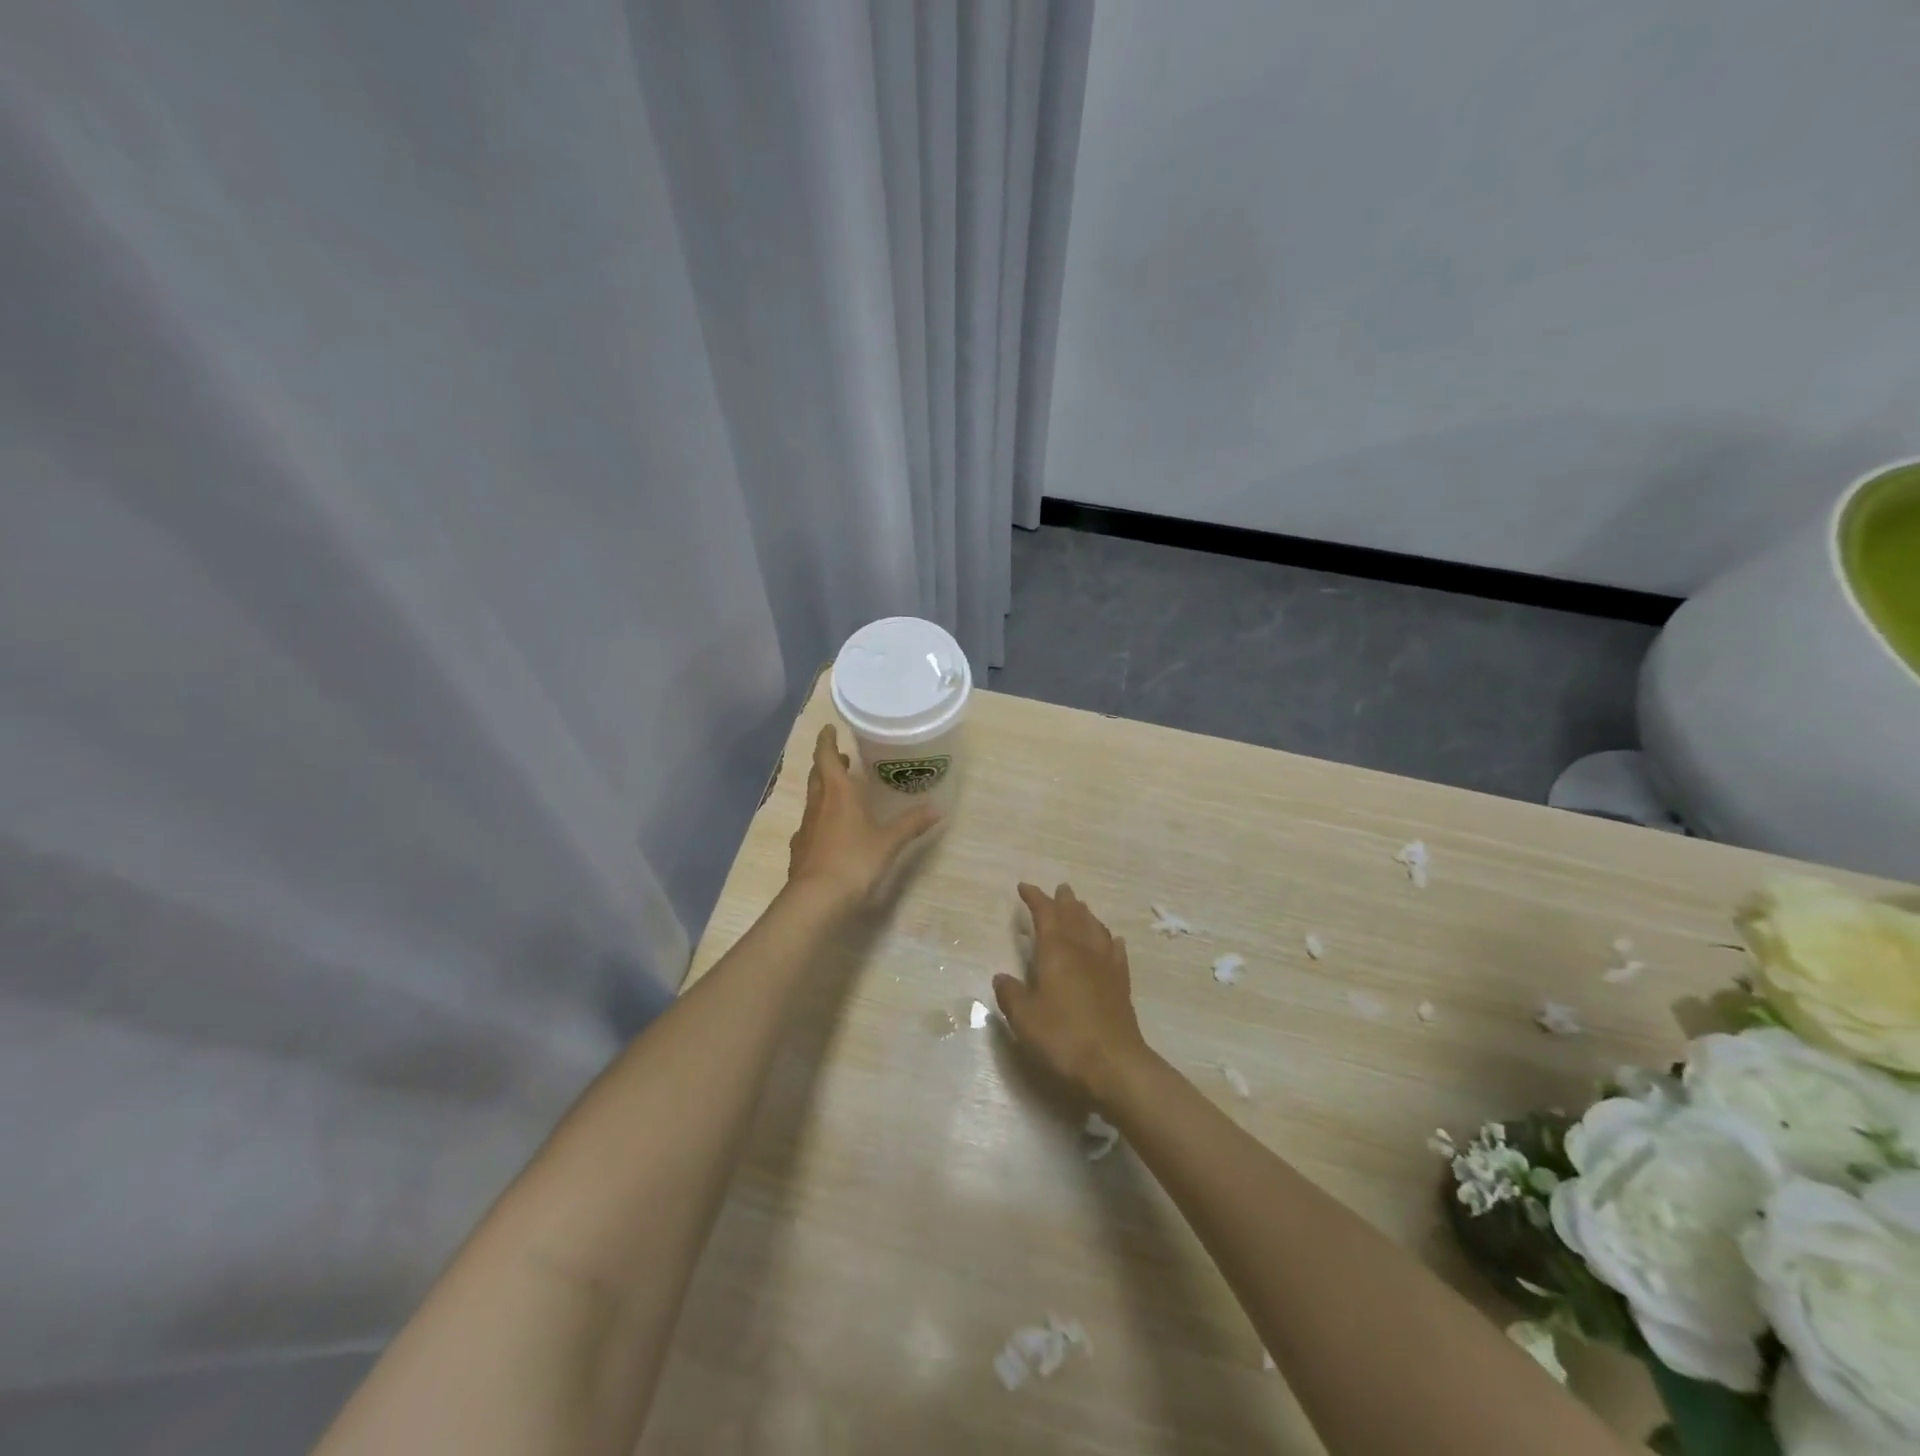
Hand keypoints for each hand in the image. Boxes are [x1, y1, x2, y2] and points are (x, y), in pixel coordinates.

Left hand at [786, 724, 939, 905]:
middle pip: (818, 776)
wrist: (816, 900)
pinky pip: (810, 825)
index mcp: (838, 794)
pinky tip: (830, 830)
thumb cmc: (854, 861)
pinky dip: (820, 818)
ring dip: (824, 790)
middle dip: (828, 764)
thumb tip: (937, 809)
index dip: (826, 741)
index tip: (828, 729)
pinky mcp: (800, 850)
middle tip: (841, 757)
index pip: (826, 757)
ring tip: (840, 791)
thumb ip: (911, 824)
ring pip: (813, 799)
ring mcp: (806, 828)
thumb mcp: (889, 842)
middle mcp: (818, 805)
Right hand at [993, 883, 1154, 1106]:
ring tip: (1080, 908)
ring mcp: (1106, 966)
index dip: (1035, 898)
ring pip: (1096, 928)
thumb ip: (1011, 995)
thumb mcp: (1024, 1019)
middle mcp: (1083, 950)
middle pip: (1074, 915)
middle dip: (1064, 901)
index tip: (1024, 887)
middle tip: (1059, 889)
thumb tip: (1002, 977)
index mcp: (1056, 951)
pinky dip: (1110, 940)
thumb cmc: (1063, 1037)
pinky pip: (1116, 951)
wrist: (1114, 1065)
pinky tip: (1112, 940)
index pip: (1045, 914)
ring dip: (1086, 915)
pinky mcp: (1122, 984)